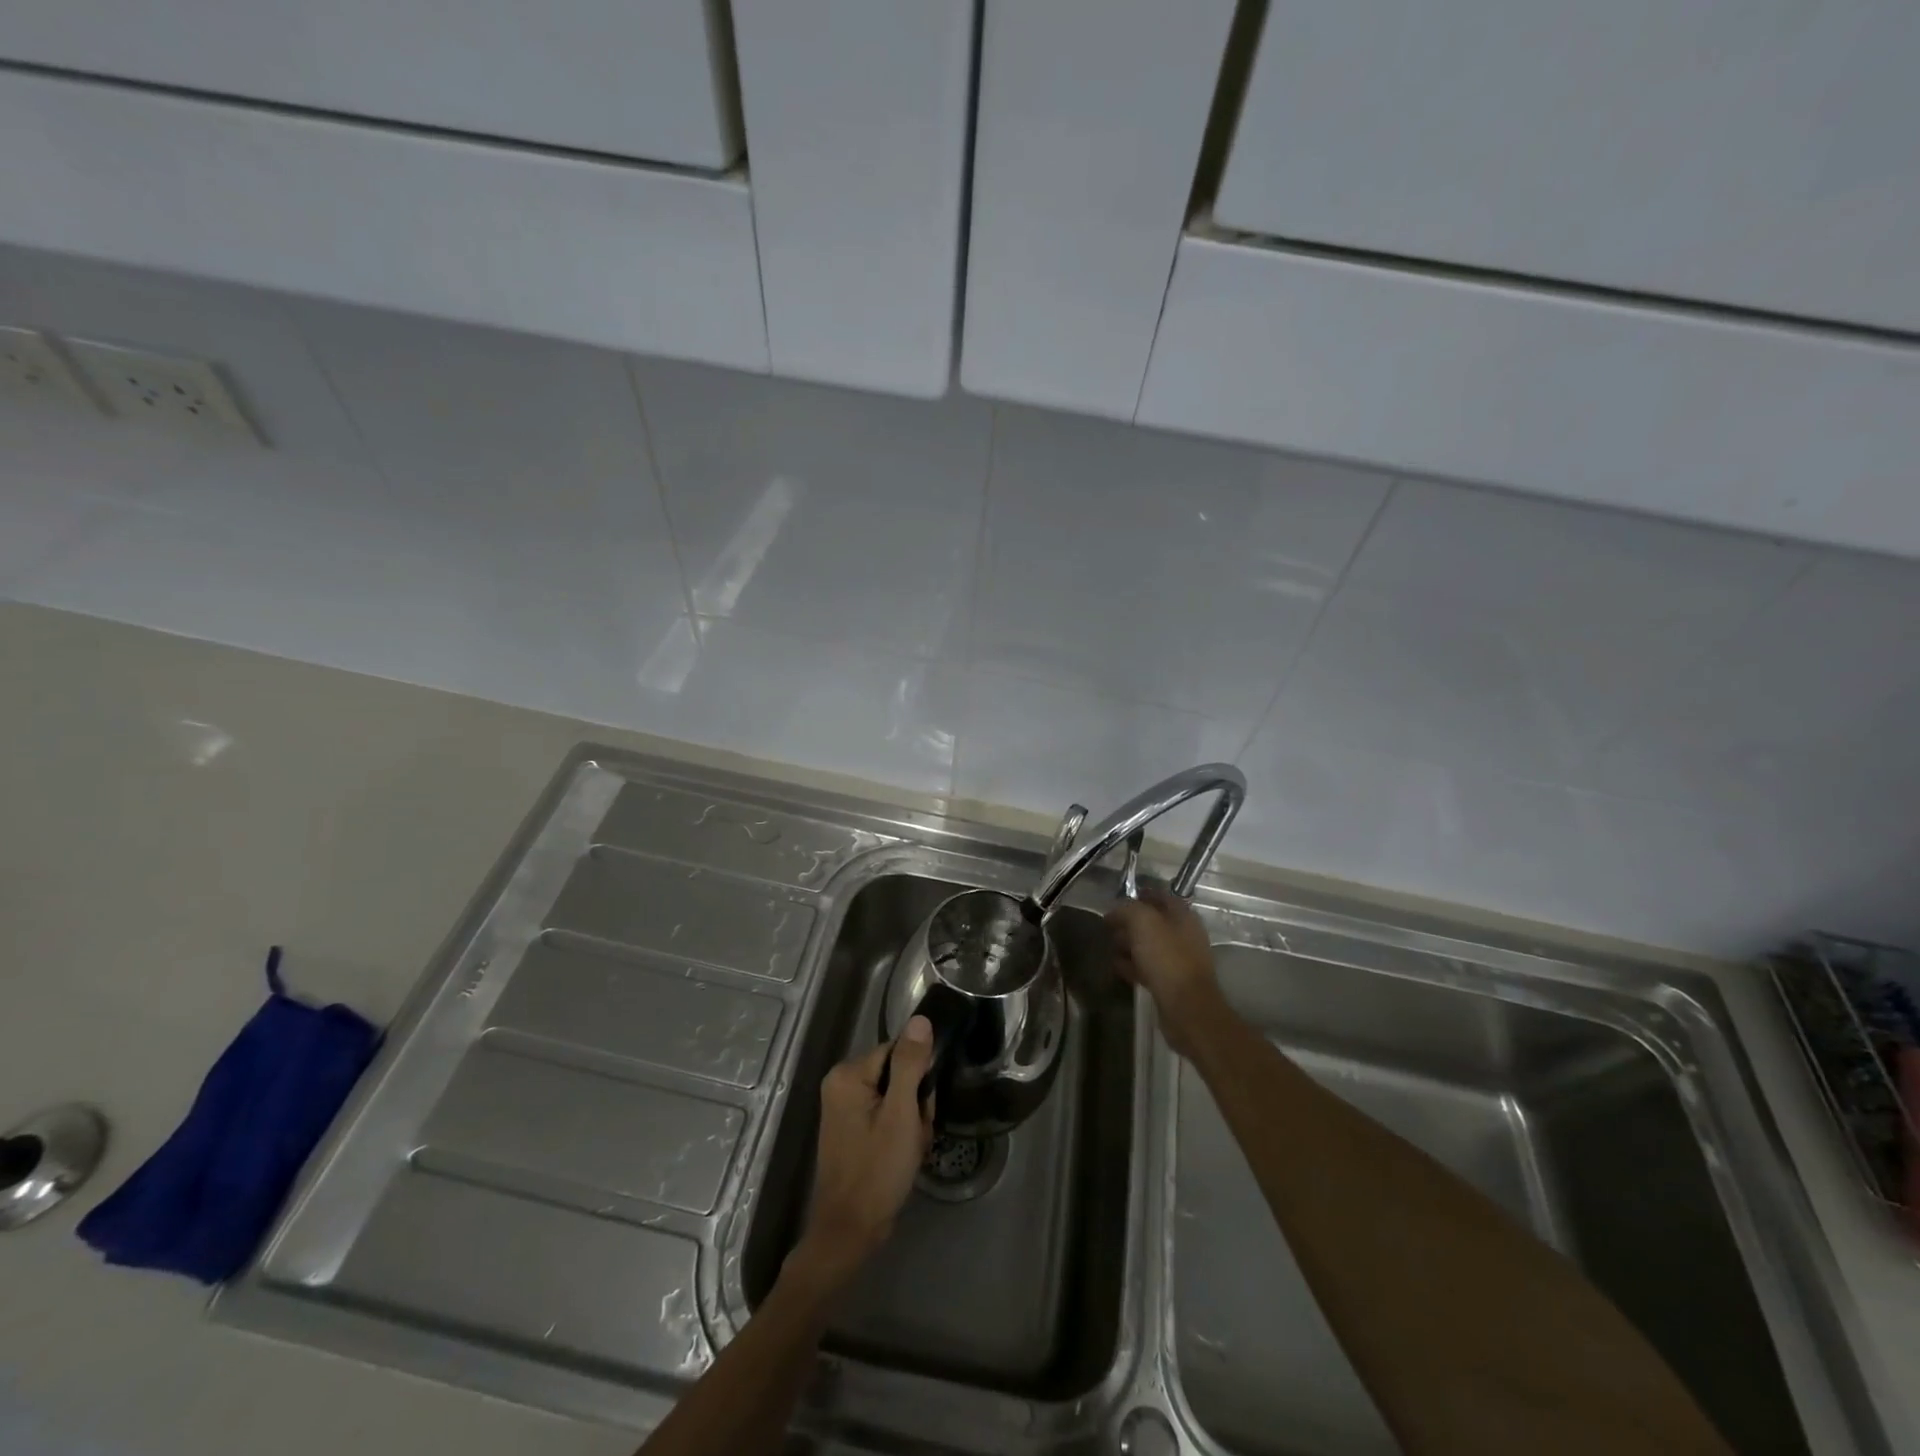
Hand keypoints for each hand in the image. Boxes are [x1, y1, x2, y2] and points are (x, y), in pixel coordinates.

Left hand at [789, 1017, 935, 1292]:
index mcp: (848, 1074)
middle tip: (916, 1134)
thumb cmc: (877, 1171)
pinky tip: (903, 1155)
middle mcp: (841, 1083)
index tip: (924, 1107)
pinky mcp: (852, 1127)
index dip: (919, 1078)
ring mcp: (845, 1107)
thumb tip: (921, 1020)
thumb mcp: (901, 1115)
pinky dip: (900, 1132)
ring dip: (911, 1121)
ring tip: (911, 1149)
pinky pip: (886, 1114)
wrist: (850, 1232)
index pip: (899, 1051)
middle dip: (915, 1103)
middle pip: (898, 1073)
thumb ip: (911, 1064)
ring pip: (896, 1096)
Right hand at [1106, 883, 1221, 1057]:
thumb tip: (1115, 910)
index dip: (1139, 894)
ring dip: (1128, 945)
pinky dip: (1132, 965)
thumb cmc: (1166, 958)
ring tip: (1109, 947)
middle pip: (1152, 922)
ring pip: (1148, 946)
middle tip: (1108, 927)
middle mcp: (1184, 935)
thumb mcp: (1143, 922)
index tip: (1116, 900)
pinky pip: (1148, 967)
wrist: (1186, 1008)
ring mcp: (1179, 960)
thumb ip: (1127, 909)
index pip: (1160, 896)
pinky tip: (1117, 967)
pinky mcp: (1171, 983)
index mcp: (1183, 916)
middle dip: (1129, 923)